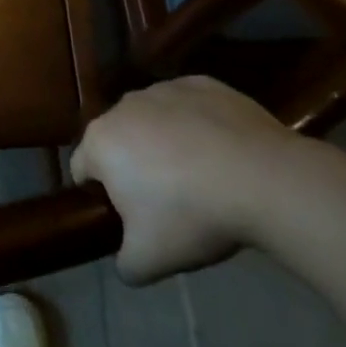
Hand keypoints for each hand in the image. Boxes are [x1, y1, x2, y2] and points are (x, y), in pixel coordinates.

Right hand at [70, 76, 298, 284]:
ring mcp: (164, 89)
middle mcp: (124, 105)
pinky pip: (189, 107)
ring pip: (152, 120)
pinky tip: (223, 154)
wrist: (263, 179)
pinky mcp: (203, 84)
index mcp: (100, 141)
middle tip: (166, 203)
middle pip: (118, 140)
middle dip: (134, 167)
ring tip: (200, 178)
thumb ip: (123, 263)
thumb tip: (126, 259)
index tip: (129, 219)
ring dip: (164, 143)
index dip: (101, 196)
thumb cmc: (192, 216)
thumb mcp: (148, 260)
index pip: (82, 169)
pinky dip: (197, 125)